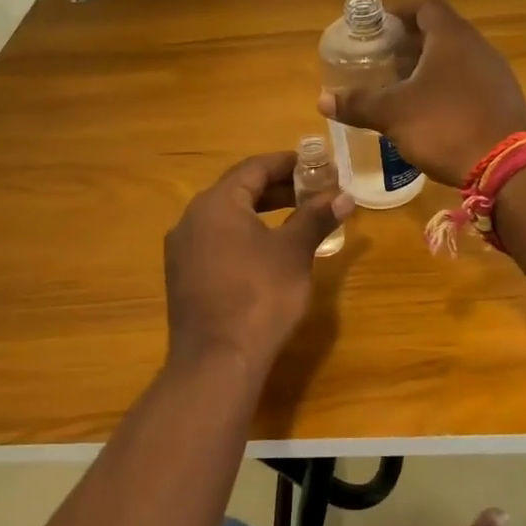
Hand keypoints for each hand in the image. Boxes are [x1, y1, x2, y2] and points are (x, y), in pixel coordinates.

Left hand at [164, 152, 353, 374]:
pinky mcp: (182, 277)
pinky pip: (216, 242)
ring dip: (260, 213)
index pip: (253, 168)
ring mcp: (182, 250)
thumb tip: (344, 196)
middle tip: (311, 191)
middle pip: (237, 191)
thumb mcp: (294, 253)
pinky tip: (266, 252)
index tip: (314, 164)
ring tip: (295, 219)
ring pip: (226, 219)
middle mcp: (191, 219)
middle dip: (276, 189)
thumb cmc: (260, 296)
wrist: (217, 361)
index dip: (286, 163)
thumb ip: (316, 218)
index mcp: (216, 203)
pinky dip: (243, 237)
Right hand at [318, 0, 525, 186]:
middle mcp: (478, 47)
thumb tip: (323, 99)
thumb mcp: (393, 115)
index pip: (425, 6)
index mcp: (451, 37)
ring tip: (400, 86)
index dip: (399, 11)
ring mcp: (495, 73)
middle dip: (409, 43)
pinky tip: (430, 111)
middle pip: (440, 32)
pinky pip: (469, 82)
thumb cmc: (445, 126)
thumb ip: (358, 103)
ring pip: (455, 59)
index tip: (377, 26)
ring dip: (428, 67)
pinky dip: (446, 87)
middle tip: (382, 59)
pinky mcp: (503, 100)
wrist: (506, 167)